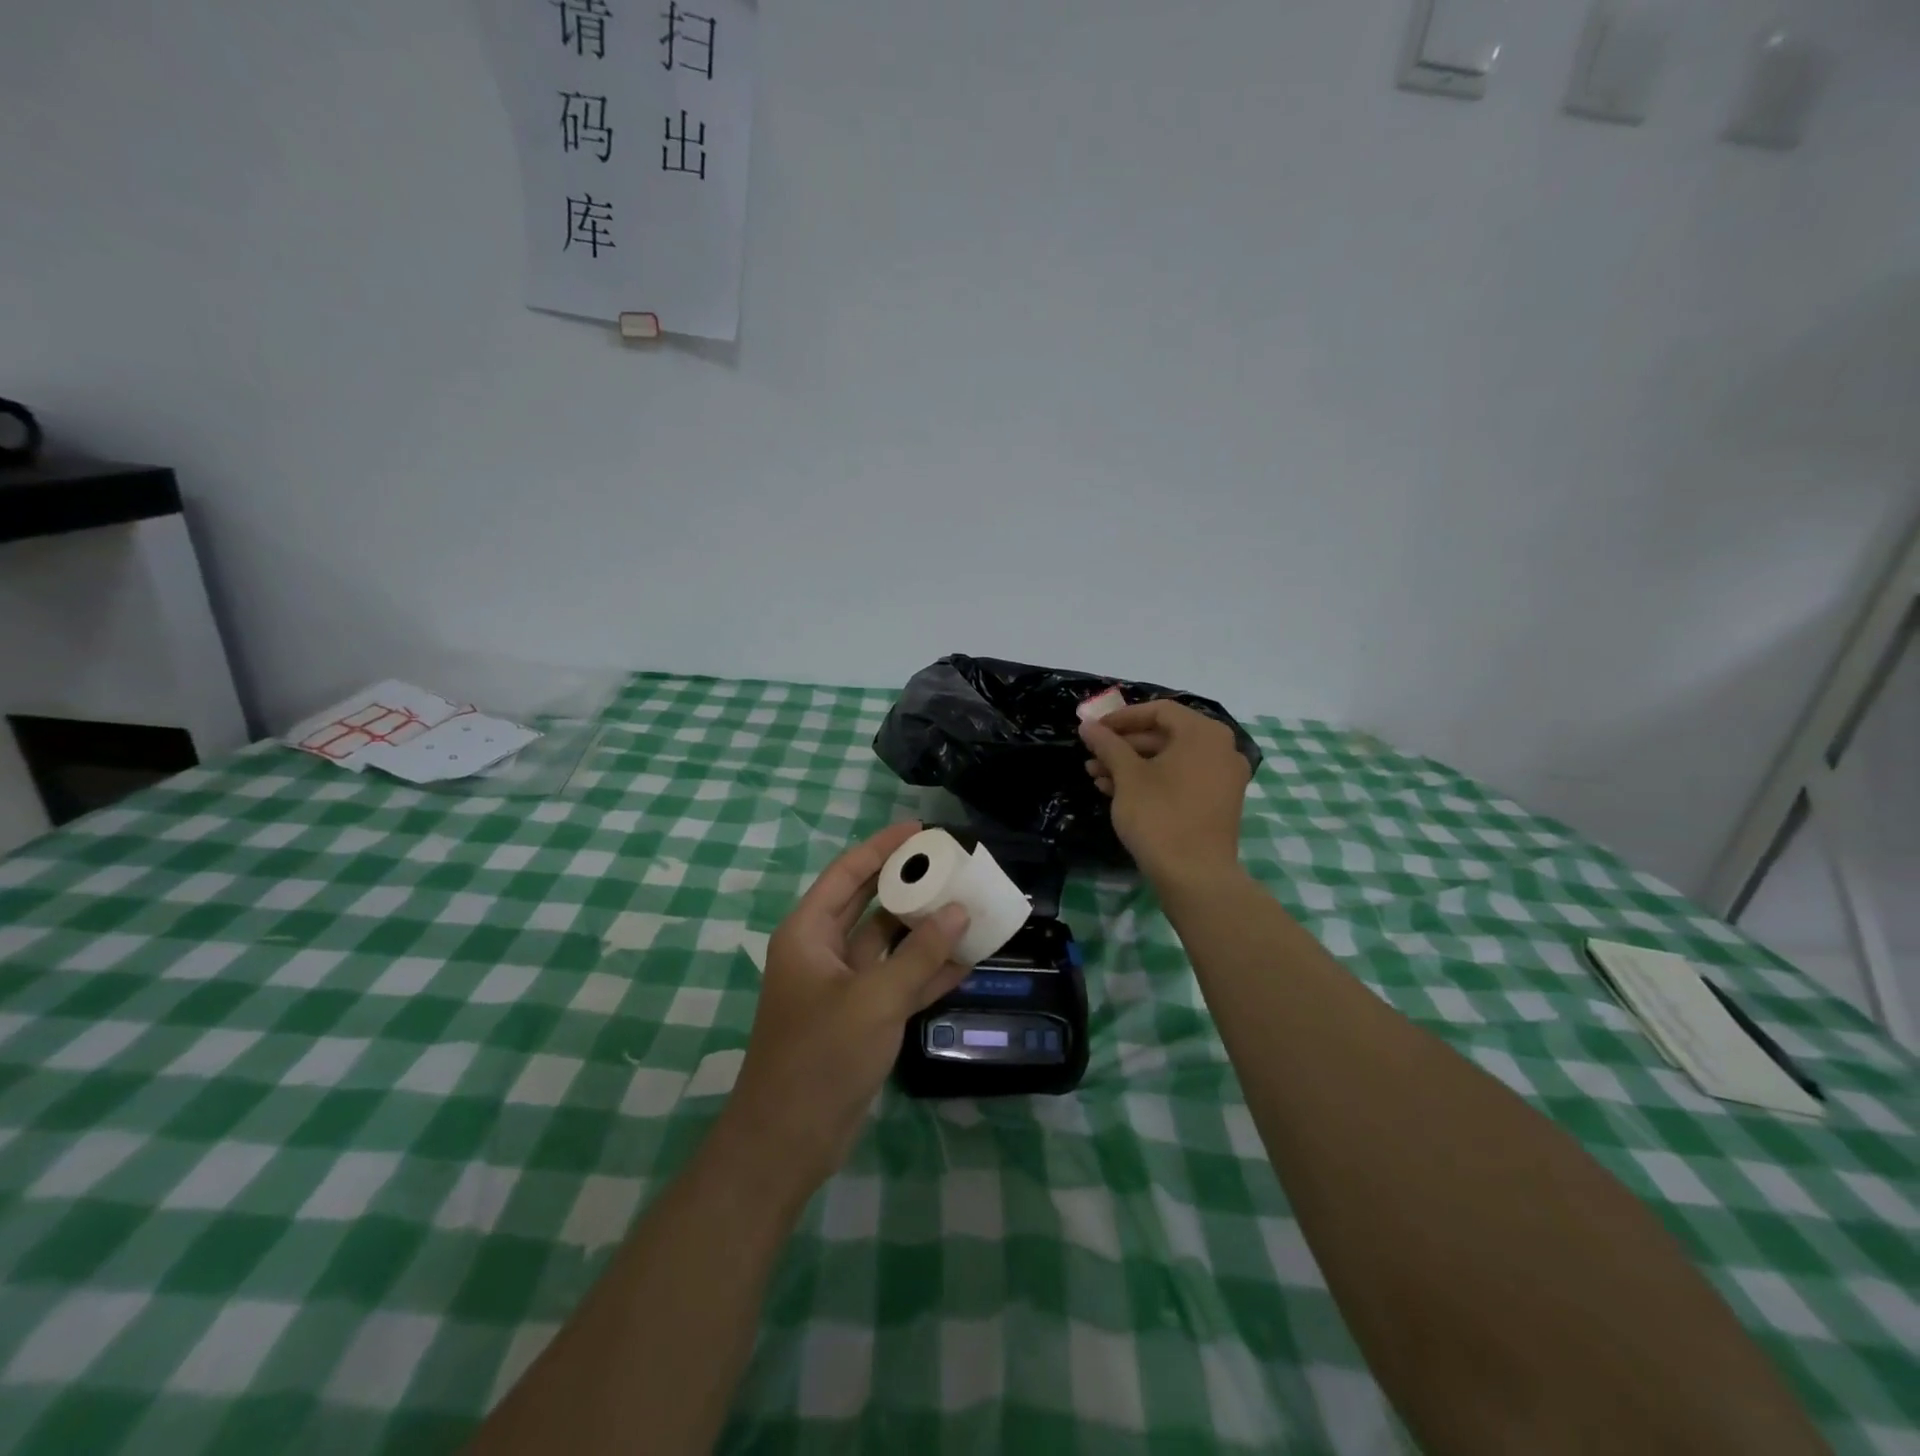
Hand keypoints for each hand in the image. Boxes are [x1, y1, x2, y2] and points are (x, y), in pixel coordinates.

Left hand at [718, 822, 972, 1194]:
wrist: (790, 1140)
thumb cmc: (821, 1055)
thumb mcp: (874, 999)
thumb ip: (919, 955)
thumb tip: (959, 912)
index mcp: (809, 933)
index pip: (847, 873)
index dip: (880, 847)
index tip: (919, 829)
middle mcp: (824, 951)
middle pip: (869, 903)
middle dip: (908, 883)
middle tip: (950, 863)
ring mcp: (844, 986)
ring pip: (889, 944)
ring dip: (925, 930)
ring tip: (969, 906)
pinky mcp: (862, 1017)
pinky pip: (899, 981)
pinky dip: (928, 972)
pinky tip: (967, 961)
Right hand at [1081, 700, 1250, 890]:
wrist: (1195, 876)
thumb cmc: (1159, 816)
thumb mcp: (1127, 776)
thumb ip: (1108, 745)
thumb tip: (1087, 725)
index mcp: (1203, 734)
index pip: (1158, 710)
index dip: (1122, 718)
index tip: (1094, 730)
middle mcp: (1221, 748)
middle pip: (1165, 735)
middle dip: (1124, 746)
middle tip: (1092, 757)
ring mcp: (1224, 777)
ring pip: (1171, 759)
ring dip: (1133, 765)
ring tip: (1097, 777)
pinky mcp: (1219, 802)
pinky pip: (1183, 778)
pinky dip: (1153, 780)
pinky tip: (1118, 792)